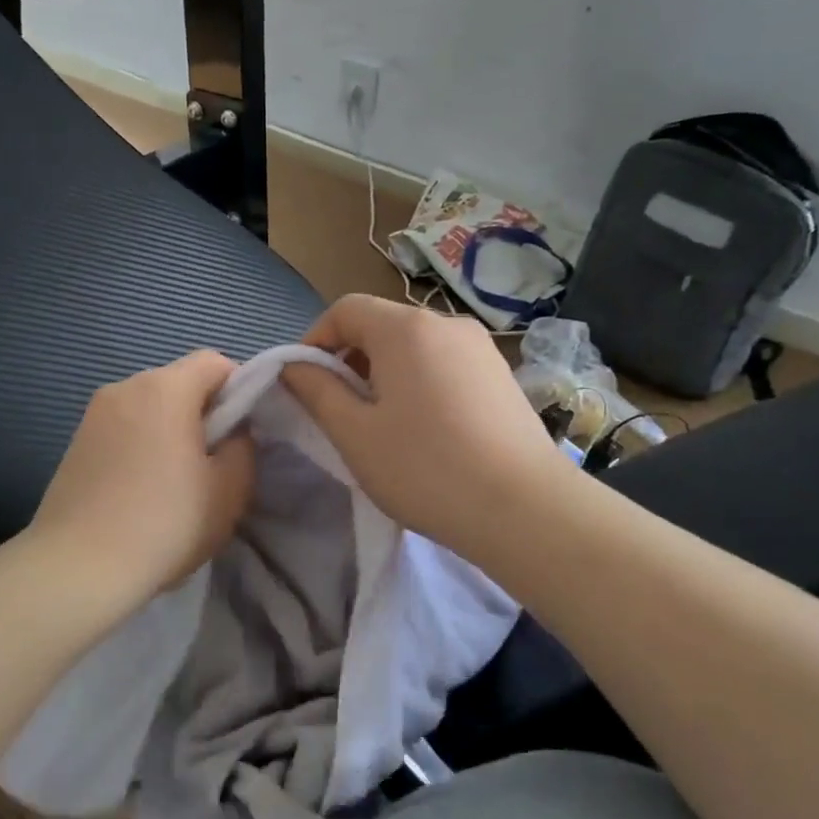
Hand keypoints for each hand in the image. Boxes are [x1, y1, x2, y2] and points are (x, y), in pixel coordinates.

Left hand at [29, 350, 254, 608]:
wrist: (77, 568)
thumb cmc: (165, 524)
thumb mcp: (229, 490)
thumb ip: (243, 447)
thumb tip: (232, 433)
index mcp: (164, 388)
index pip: (215, 362)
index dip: (239, 389)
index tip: (244, 432)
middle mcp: (125, 387)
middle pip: (179, 382)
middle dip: (204, 411)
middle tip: (215, 461)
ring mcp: (94, 414)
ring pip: (150, 407)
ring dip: (171, 429)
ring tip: (176, 480)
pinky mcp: (75, 442)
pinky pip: (124, 428)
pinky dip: (142, 444)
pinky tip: (142, 489)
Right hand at [283, 295, 567, 562]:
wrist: (524, 508)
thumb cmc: (425, 468)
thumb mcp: (355, 434)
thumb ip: (317, 391)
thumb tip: (294, 366)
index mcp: (406, 328)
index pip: (346, 309)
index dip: (315, 340)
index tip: (303, 383)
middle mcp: (447, 324)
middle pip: (382, 325)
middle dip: (350, 359)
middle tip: (339, 410)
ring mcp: (481, 349)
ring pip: (415, 347)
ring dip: (385, 374)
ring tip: (381, 424)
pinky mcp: (501, 376)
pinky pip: (444, 365)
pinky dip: (420, 383)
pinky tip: (424, 430)